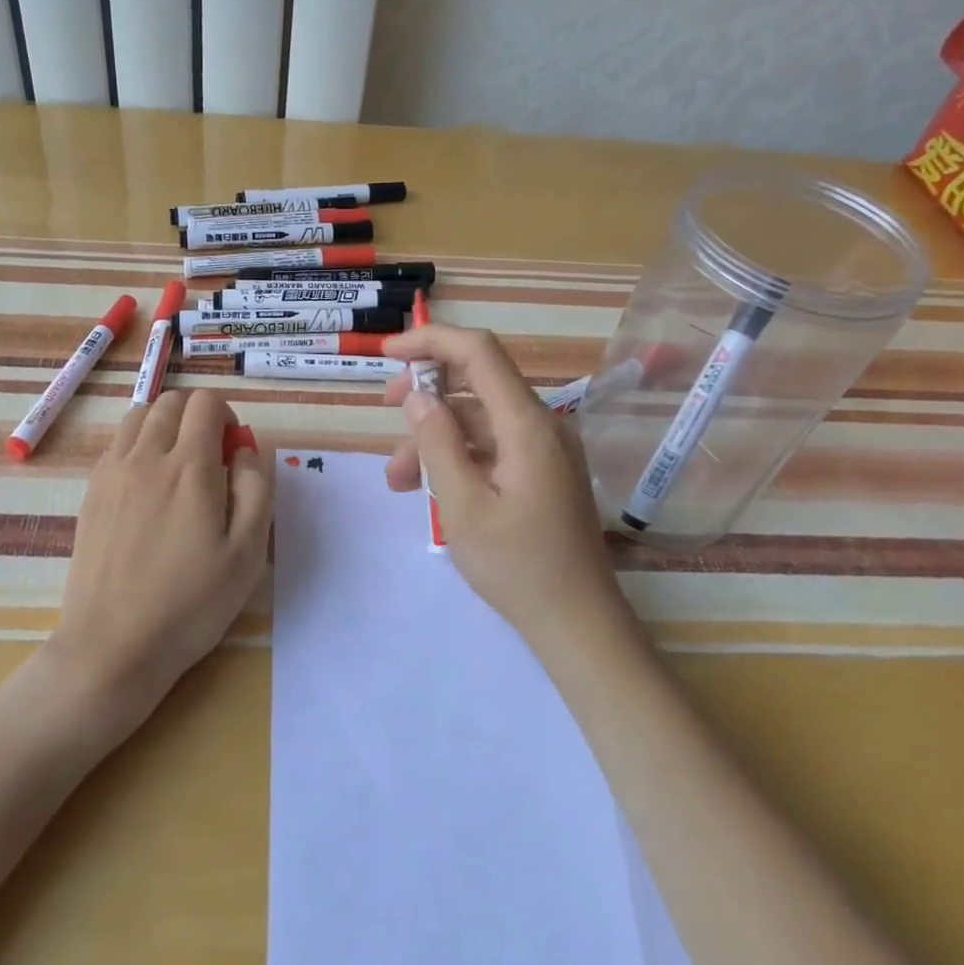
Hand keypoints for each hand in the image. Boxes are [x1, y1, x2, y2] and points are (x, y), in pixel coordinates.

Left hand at [48, 388, 271, 726]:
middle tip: (210, 457)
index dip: (227, 416)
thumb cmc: (191, 604)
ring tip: (178, 464)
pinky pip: (116, 443)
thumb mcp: (248, 553)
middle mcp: (146, 457)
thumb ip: (256, 489)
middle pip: (171, 401)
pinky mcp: (91, 492)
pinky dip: (138, 443)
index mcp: (189, 467)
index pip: (206, 403)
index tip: (233, 453)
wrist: (113, 646)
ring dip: (165, 424)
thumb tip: (245, 449)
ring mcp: (112, 472)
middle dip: (198, 415)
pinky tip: (148, 484)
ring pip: (138, 415)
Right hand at [383, 324, 632, 649]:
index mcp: (527, 425)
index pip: (479, 353)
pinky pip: (493, 446)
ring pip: (479, 420)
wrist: (579, 624)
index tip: (388, 350)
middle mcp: (542, 425)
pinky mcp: (542, 471)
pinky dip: (458, 456)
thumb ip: (436, 442)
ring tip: (396, 479)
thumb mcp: (462, 505)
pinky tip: (429, 487)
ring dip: (435, 436)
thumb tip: (417, 394)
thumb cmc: (517, 566)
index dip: (432, 340)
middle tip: (385, 407)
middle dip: (427, 389)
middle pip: (478, 382)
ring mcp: (545, 449)